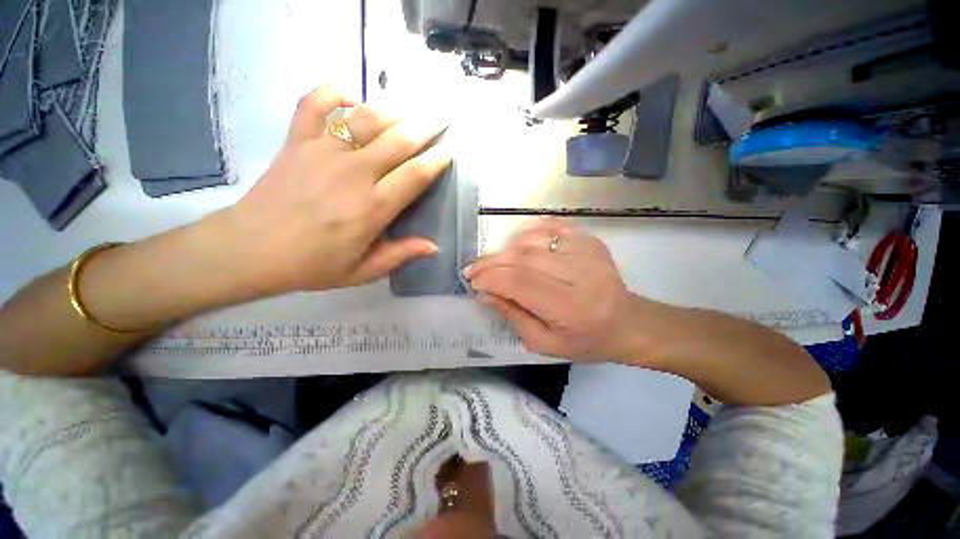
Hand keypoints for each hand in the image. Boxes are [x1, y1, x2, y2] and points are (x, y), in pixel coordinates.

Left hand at [223, 85, 449, 294]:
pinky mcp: (296, 141)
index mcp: (372, 208)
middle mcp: (353, 174)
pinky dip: (335, 93)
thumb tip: (433, 246)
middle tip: (439, 121)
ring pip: (366, 117)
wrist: (250, 250)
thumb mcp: (362, 271)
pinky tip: (352, 99)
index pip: (415, 175)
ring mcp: (322, 152)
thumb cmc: (312, 265)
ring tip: (409, 111)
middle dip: (424, 127)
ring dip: (393, 110)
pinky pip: (315, 102)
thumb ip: (400, 255)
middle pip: (398, 140)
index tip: (449, 151)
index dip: (437, 160)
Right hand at [464, 219, 655, 362]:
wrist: (626, 322)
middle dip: (491, 263)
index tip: (473, 282)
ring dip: (505, 249)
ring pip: (531, 240)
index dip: (491, 279)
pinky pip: (548, 227)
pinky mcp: (587, 239)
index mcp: (569, 307)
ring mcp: (584, 250)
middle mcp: (577, 274)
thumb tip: (486, 293)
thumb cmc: (585, 341)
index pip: (519, 283)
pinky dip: (527, 234)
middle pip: (522, 258)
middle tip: (473, 269)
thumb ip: (513, 317)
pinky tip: (517, 246)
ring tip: (494, 262)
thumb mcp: (544, 343)